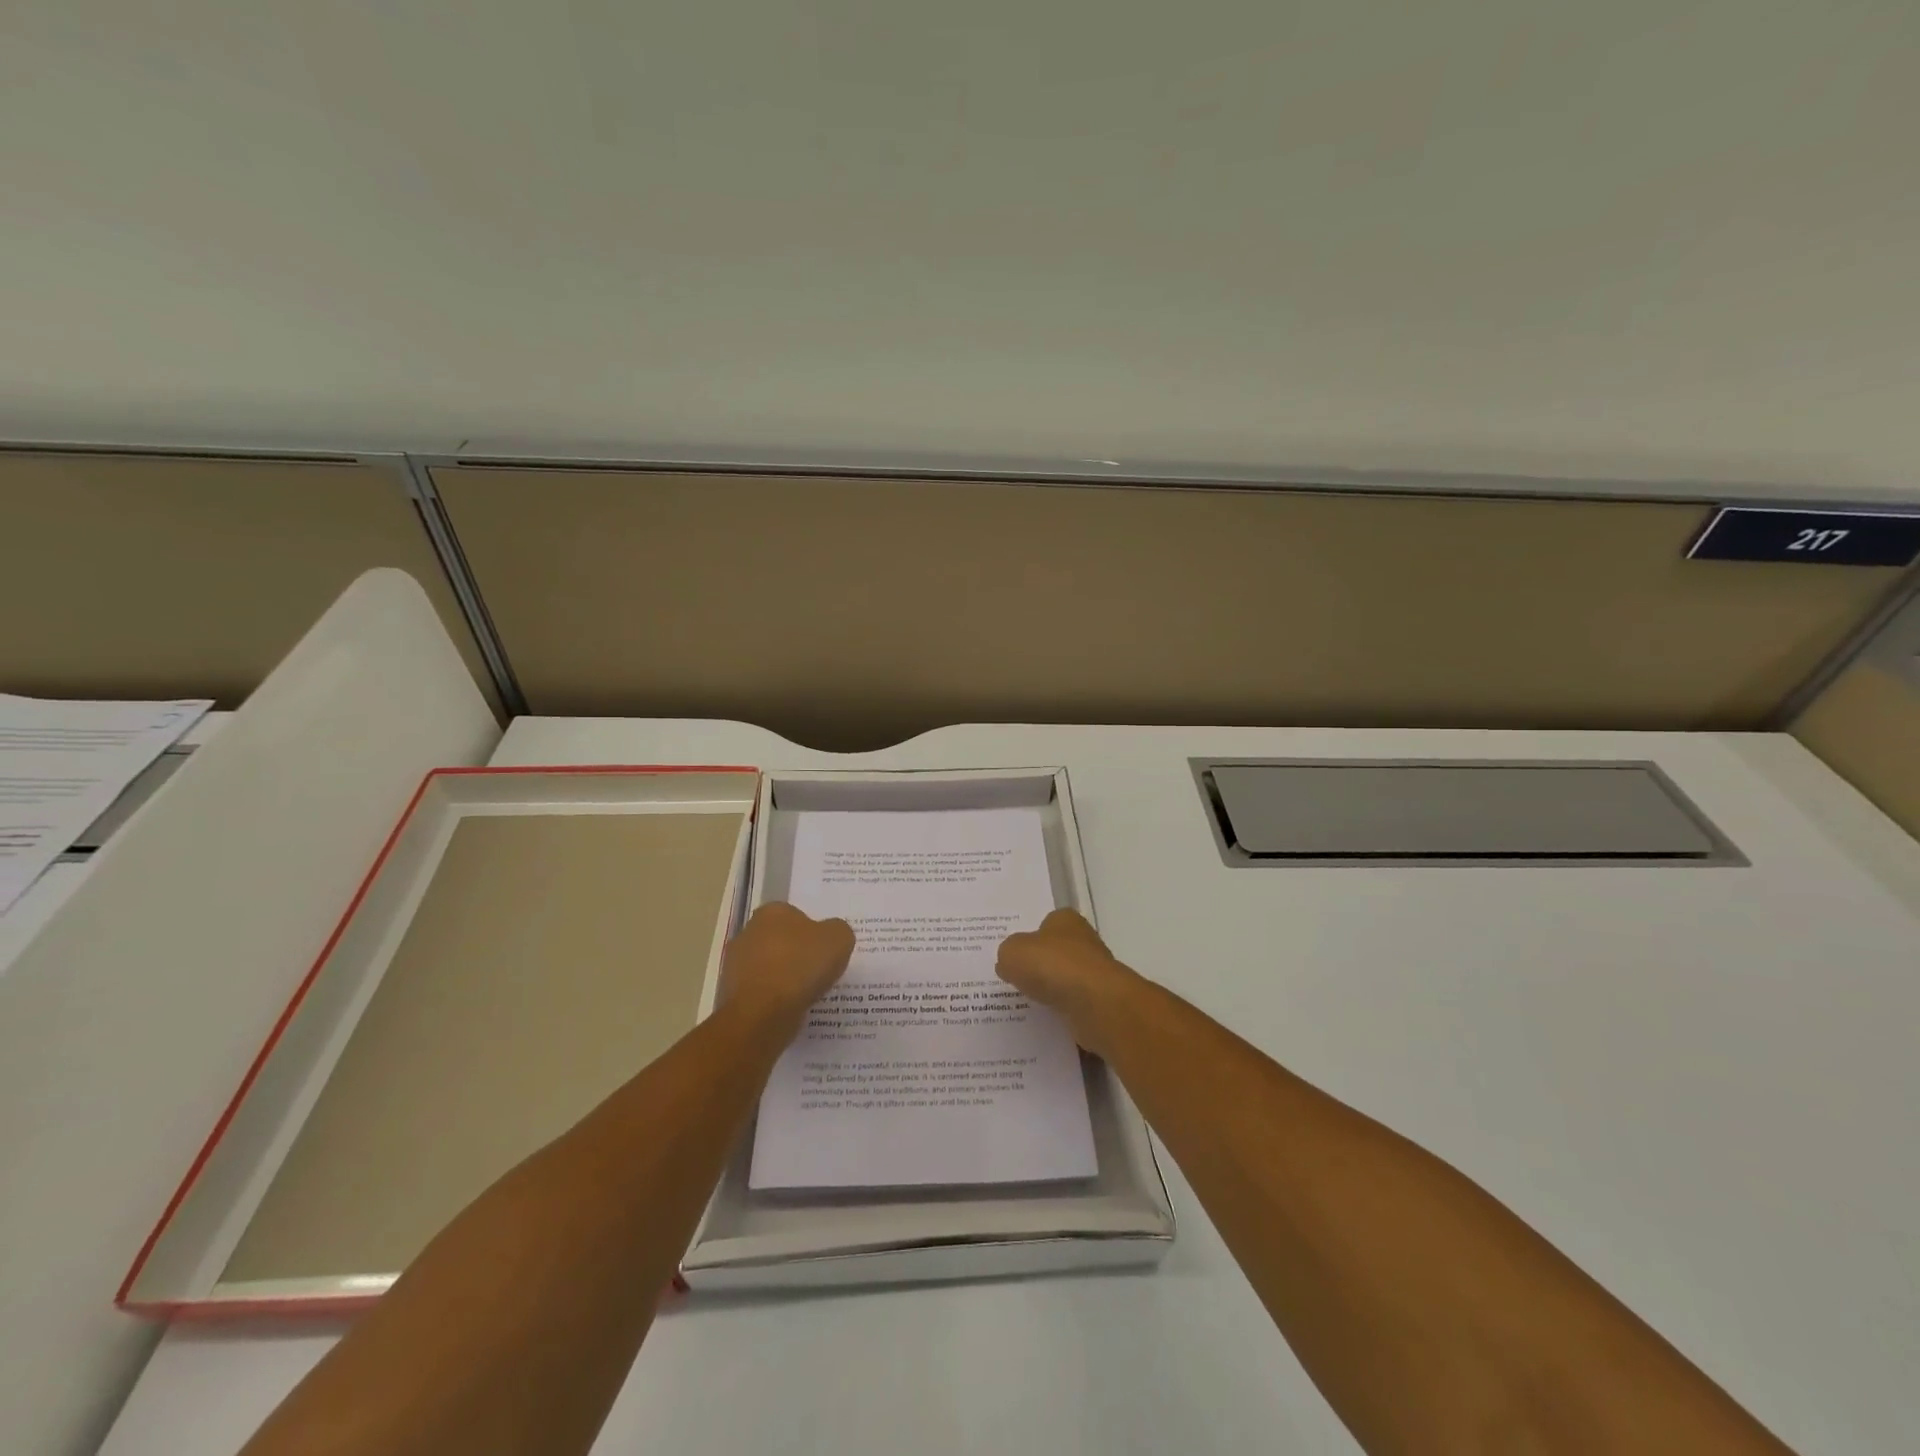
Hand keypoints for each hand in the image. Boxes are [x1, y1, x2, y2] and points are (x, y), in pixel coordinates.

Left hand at [721, 903, 854, 1035]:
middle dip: (796, 954)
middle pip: (780, 940)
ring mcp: (735, 964)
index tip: (825, 950)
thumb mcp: (839, 939)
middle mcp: (748, 932)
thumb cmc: (801, 966)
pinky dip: (774, 999)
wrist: (763, 1014)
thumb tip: (831, 935)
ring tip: (807, 994)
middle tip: (819, 971)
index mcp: (772, 912)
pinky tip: (790, 1008)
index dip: (813, 932)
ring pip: (769, 967)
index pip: (796, 915)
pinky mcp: (731, 994)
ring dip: (784, 978)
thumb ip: (838, 930)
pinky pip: (762, 992)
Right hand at [997, 909, 1140, 1054]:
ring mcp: (1095, 971)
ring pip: (1065, 979)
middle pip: (1056, 951)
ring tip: (1027, 1001)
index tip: (1015, 955)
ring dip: (1051, 989)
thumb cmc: (1052, 965)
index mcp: (1065, 920)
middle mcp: (1084, 940)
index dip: (1029, 938)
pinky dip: (1062, 1009)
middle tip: (1015, 978)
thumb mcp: (1012, 952)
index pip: (1045, 924)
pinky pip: (1073, 1003)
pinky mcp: (1100, 1000)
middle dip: (1040, 964)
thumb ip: (1007, 953)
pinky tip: (1046, 1016)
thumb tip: (1010, 963)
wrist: (1094, 1003)